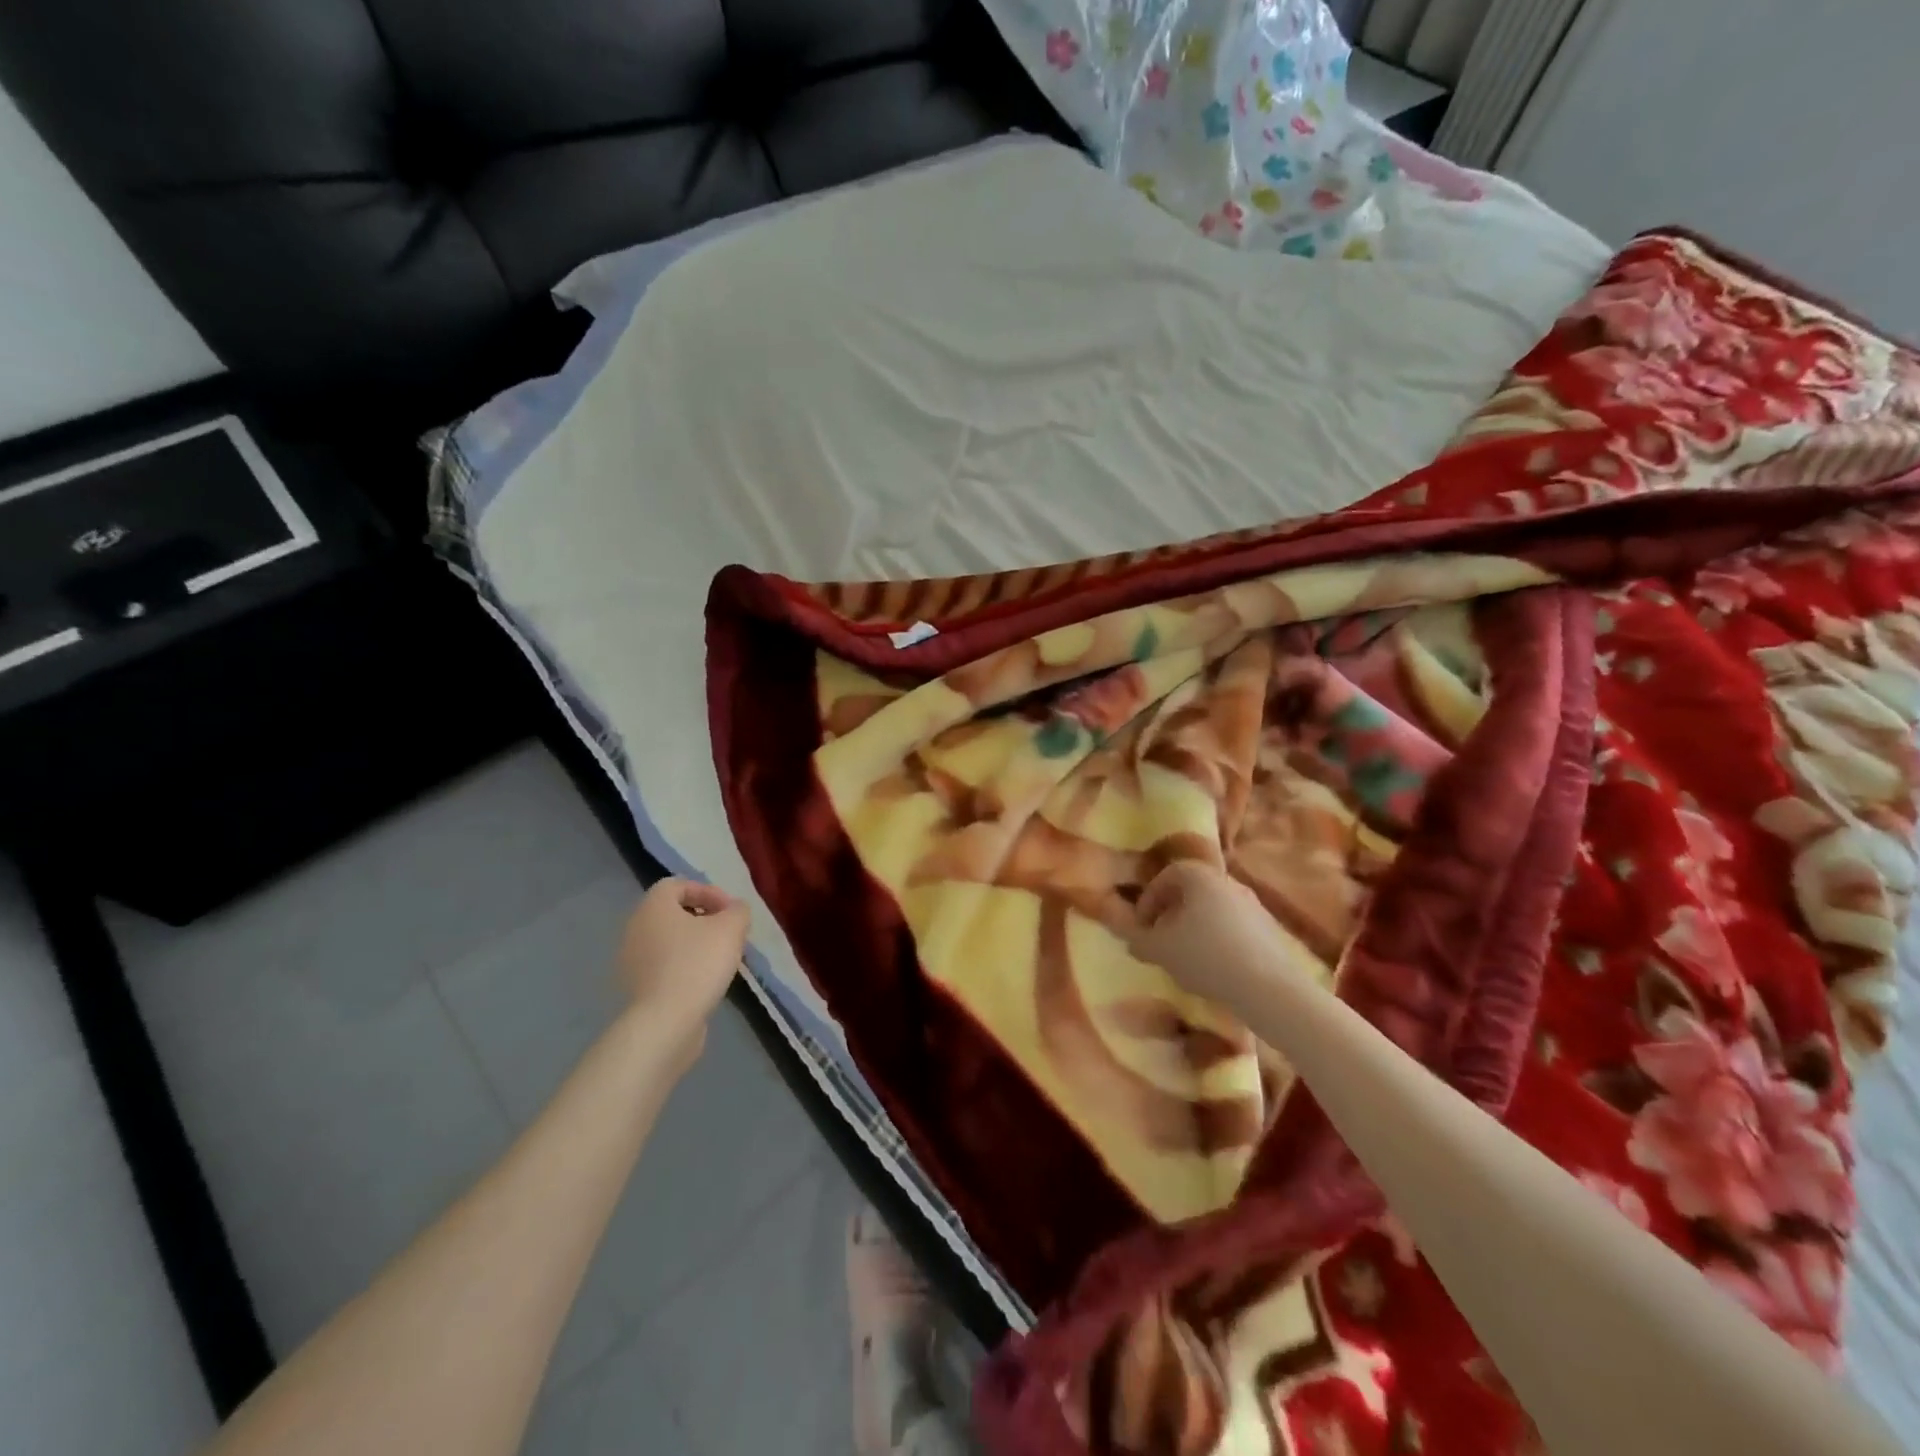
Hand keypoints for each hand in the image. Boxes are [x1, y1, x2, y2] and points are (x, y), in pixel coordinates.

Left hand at [616, 879, 749, 1059]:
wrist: (665, 1022)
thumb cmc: (697, 963)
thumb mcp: (731, 928)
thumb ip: (738, 911)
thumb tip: (735, 910)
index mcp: (653, 906)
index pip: (678, 885)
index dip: (708, 892)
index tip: (730, 911)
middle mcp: (635, 928)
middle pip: (673, 913)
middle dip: (704, 920)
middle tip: (729, 934)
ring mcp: (631, 960)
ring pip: (669, 941)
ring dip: (695, 945)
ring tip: (721, 960)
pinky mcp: (635, 988)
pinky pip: (663, 967)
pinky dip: (684, 967)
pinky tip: (705, 982)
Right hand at [1129, 861, 1305, 1019]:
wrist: (1270, 988)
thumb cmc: (1206, 957)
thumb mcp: (1159, 950)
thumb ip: (1138, 940)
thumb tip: (1131, 938)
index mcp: (1200, 877)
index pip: (1167, 875)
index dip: (1149, 899)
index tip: (1142, 926)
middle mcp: (1228, 882)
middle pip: (1193, 891)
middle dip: (1173, 913)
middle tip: (1162, 940)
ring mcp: (1254, 905)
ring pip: (1215, 909)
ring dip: (1197, 927)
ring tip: (1188, 958)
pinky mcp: (1272, 930)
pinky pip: (1236, 927)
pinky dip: (1220, 940)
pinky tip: (1216, 968)